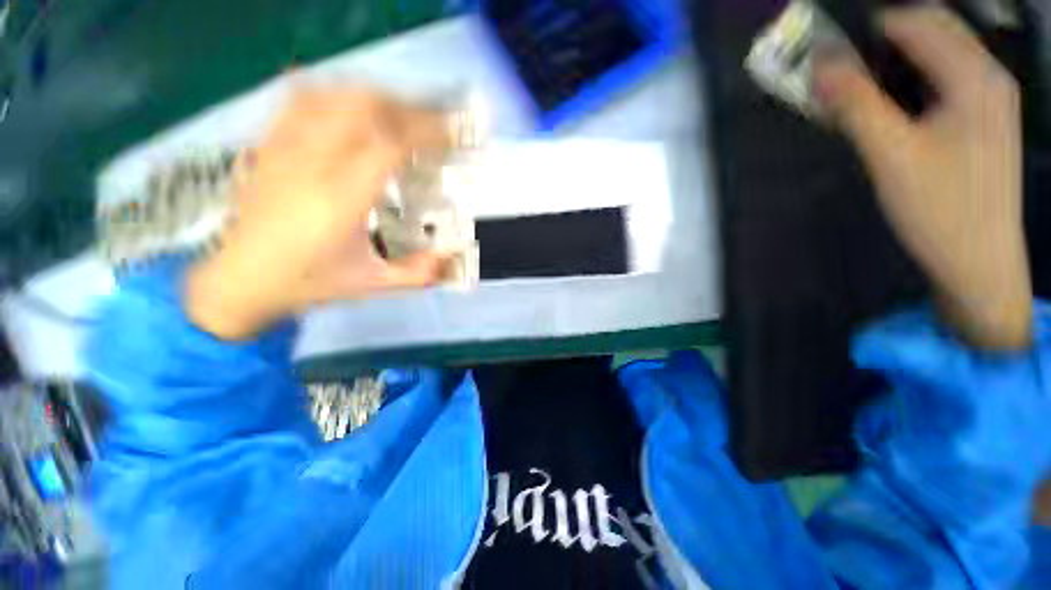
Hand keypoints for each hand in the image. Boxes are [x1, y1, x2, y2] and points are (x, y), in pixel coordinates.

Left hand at [185, 88, 450, 340]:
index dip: (424, 133)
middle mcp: (313, 165)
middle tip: (429, 127)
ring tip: (398, 116)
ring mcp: (286, 148)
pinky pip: (302, 100)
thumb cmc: (310, 282)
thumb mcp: (373, 285)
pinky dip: (336, 94)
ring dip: (375, 99)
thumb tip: (449, 255)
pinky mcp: (270, 144)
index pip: (389, 145)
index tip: (448, 137)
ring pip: (333, 96)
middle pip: (363, 108)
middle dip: (405, 110)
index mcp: (342, 201)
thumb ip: (417, 273)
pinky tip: (352, 107)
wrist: (242, 279)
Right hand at [814, 7, 1032, 349]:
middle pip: (931, 30)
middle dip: (881, 41)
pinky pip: (944, 80)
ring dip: (894, 62)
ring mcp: (990, 98)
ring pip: (937, 54)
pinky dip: (911, 82)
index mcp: (974, 76)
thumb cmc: (940, 211)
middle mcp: (988, 75)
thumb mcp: (891, 156)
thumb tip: (821, 64)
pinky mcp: (984, 120)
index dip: (866, 31)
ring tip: (859, 94)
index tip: (829, 58)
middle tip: (842, 75)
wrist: (980, 263)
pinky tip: (891, 110)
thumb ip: (856, 105)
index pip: (914, 22)